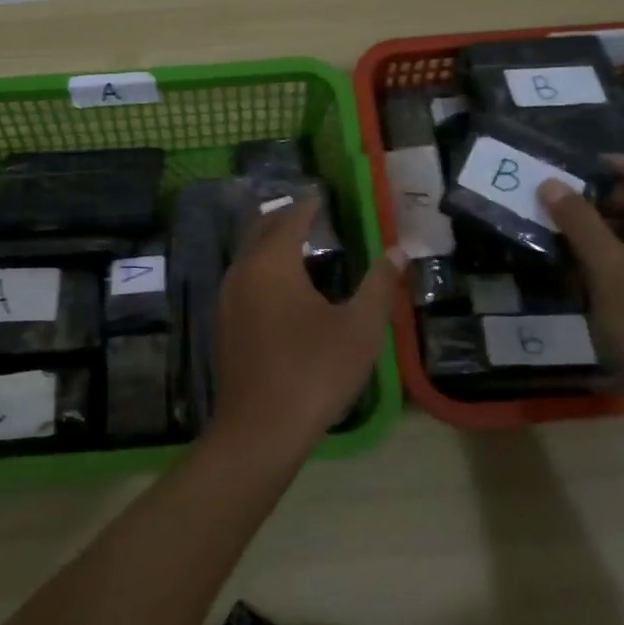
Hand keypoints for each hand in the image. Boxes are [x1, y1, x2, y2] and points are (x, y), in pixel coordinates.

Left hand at [210, 196, 404, 458]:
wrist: (260, 430)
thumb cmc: (314, 372)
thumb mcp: (359, 328)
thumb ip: (379, 284)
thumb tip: (398, 250)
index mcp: (272, 262)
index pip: (291, 217)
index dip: (310, 203)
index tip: (325, 194)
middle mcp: (243, 270)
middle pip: (262, 227)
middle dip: (287, 216)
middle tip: (314, 213)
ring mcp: (228, 297)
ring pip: (249, 252)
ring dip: (272, 241)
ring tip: (302, 244)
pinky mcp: (224, 322)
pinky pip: (244, 276)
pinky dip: (263, 265)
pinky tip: (283, 286)